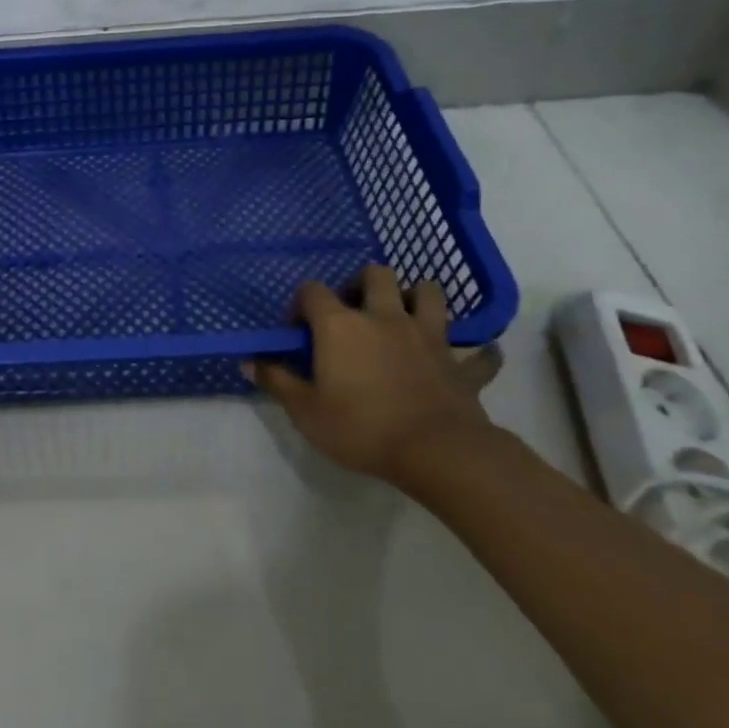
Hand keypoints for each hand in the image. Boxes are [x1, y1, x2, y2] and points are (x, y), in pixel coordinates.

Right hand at [246, 266, 502, 485]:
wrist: (437, 452)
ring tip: (405, 316)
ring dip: (418, 297)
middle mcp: (384, 318)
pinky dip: (477, 353)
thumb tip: (248, 361)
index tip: (298, 328)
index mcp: (341, 325)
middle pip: (375, 275)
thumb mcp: (305, 411)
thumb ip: (277, 381)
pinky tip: (471, 358)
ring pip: (430, 293)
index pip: (313, 291)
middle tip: (354, 310)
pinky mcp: (461, 364)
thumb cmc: (361, 427)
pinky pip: (480, 353)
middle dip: (362, 284)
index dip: (301, 303)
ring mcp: (428, 337)